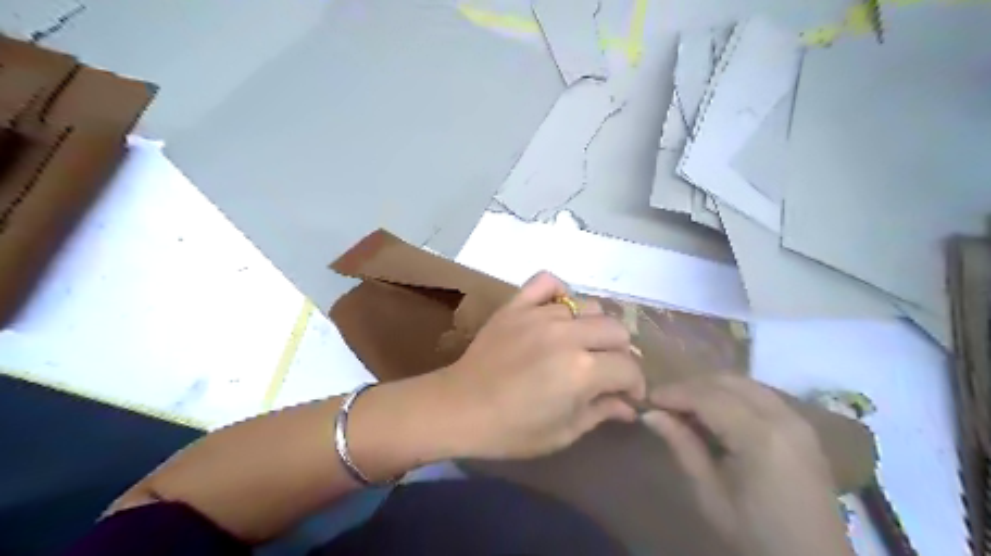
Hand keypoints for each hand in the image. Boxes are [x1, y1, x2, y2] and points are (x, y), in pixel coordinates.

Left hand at [439, 270, 642, 458]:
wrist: (459, 408)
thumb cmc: (512, 430)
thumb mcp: (564, 432)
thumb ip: (601, 412)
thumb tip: (628, 406)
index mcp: (583, 370)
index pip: (629, 367)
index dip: (635, 384)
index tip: (628, 394)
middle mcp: (567, 335)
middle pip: (616, 329)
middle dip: (619, 353)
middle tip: (605, 369)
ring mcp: (540, 315)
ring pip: (587, 306)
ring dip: (592, 327)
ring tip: (580, 343)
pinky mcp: (516, 305)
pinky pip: (546, 282)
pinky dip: (557, 291)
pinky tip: (557, 310)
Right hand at [639, 373, 854, 555]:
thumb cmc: (756, 534)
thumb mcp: (710, 494)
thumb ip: (682, 446)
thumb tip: (651, 414)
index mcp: (760, 438)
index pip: (708, 397)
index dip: (674, 393)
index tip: (648, 398)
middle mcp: (783, 418)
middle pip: (727, 382)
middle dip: (691, 386)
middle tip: (665, 402)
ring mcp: (797, 420)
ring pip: (745, 383)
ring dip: (711, 387)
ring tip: (686, 405)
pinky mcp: (803, 427)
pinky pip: (760, 395)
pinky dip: (732, 394)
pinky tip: (716, 412)